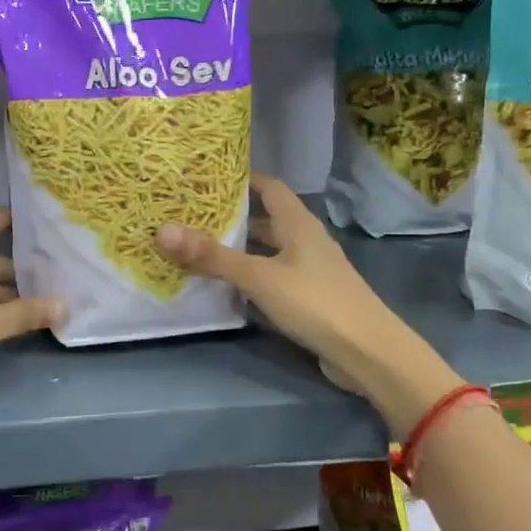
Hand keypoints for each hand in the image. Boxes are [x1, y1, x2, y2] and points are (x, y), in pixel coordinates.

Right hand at [155, 174, 460, 435]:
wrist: (367, 353)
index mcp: (298, 224)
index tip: (206, 177)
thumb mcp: (259, 277)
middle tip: (191, 213)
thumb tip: (162, 230)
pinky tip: (226, 285)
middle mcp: (305, 240)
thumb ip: (212, 256)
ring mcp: (310, 270)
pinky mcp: (309, 298)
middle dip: (233, 215)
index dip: (241, 179)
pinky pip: (273, 276)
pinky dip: (250, 275)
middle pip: (267, 218)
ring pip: (269, 250)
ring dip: (240, 247)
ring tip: (200, 246)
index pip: (269, 186)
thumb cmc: (315, 303)